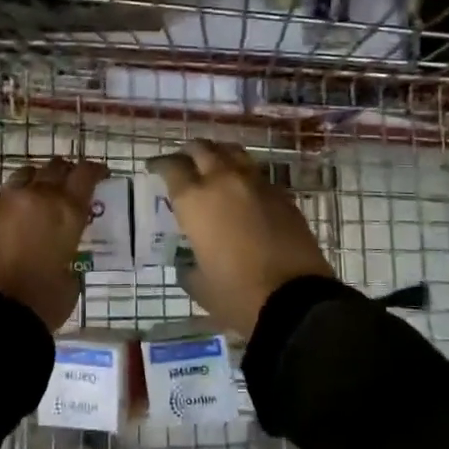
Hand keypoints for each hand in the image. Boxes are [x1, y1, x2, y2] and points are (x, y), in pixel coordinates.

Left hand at [0, 157, 108, 330]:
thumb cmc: (40, 302)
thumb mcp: (70, 280)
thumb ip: (68, 256)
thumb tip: (59, 255)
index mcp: (66, 210)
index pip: (85, 174)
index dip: (95, 170)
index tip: (100, 174)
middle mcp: (35, 196)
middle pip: (54, 168)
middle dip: (65, 173)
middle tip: (69, 184)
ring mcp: (2, 202)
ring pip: (23, 176)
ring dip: (35, 182)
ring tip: (37, 197)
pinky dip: (9, 206)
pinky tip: (9, 223)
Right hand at [146, 140, 332, 337]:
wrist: (295, 300)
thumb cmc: (236, 293)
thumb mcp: (199, 285)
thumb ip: (187, 267)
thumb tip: (188, 263)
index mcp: (195, 200)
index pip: (172, 167)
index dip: (160, 164)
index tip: (153, 168)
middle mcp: (223, 181)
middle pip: (202, 149)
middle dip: (188, 152)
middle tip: (183, 163)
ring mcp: (256, 183)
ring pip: (232, 152)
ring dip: (218, 155)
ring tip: (213, 166)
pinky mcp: (282, 194)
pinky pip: (256, 172)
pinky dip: (243, 174)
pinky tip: (242, 190)